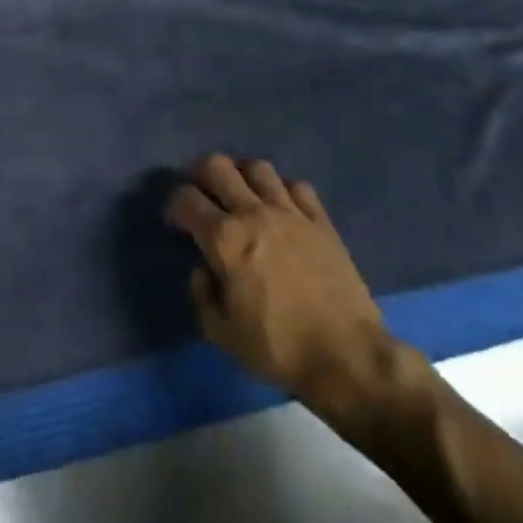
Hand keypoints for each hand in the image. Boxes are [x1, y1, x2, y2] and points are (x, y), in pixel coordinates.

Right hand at [166, 154, 425, 444]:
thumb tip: (203, 269)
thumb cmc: (278, 347)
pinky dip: (284, 191)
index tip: (177, 222)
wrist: (347, 356)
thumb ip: (202, 295)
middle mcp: (253, 213)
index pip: (186, 198)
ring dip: (243, 176)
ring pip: (259, 168)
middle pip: (218, 165)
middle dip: (201, 173)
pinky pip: (299, 187)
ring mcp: (291, 213)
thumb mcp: (222, 333)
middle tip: (203, 194)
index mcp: (224, 239)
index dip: (174, 205)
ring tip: (243, 195)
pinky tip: (283, 209)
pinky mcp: (322, 222)